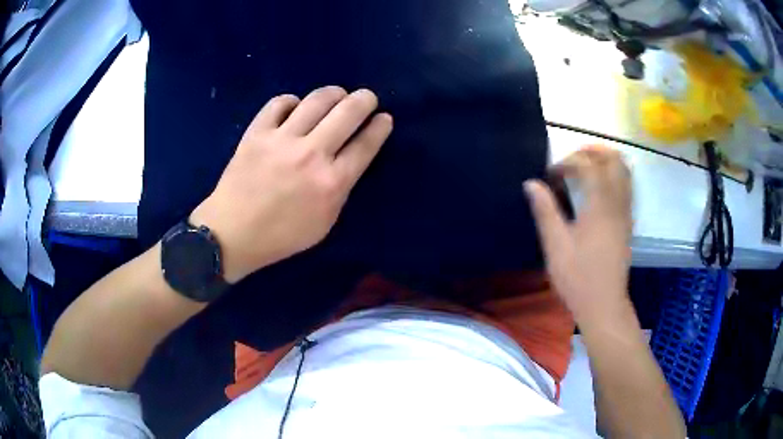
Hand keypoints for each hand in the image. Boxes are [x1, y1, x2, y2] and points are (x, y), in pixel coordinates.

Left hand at [191, 87, 392, 282]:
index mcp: (332, 182)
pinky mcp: (257, 133)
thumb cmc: (281, 236)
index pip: (366, 144)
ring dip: (334, 93)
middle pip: (348, 112)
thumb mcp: (324, 222)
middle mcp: (311, 154)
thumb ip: (340, 189)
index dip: (380, 126)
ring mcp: (282, 140)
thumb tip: (347, 158)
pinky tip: (295, 107)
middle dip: (365, 100)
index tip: (384, 118)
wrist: (233, 233)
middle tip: (366, 98)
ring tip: (337, 95)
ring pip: (317, 100)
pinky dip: (292, 101)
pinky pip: (279, 103)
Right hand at [524, 146, 631, 323]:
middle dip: (594, 152)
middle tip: (573, 158)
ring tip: (587, 166)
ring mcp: (626, 213)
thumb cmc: (578, 278)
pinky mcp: (628, 223)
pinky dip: (615, 175)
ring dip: (607, 161)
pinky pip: (627, 187)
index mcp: (599, 206)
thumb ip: (545, 211)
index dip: (568, 162)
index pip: (588, 166)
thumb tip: (531, 183)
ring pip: (625, 172)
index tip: (551, 175)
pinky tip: (599, 187)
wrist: (604, 305)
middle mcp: (617, 203)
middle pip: (614, 160)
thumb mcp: (556, 246)